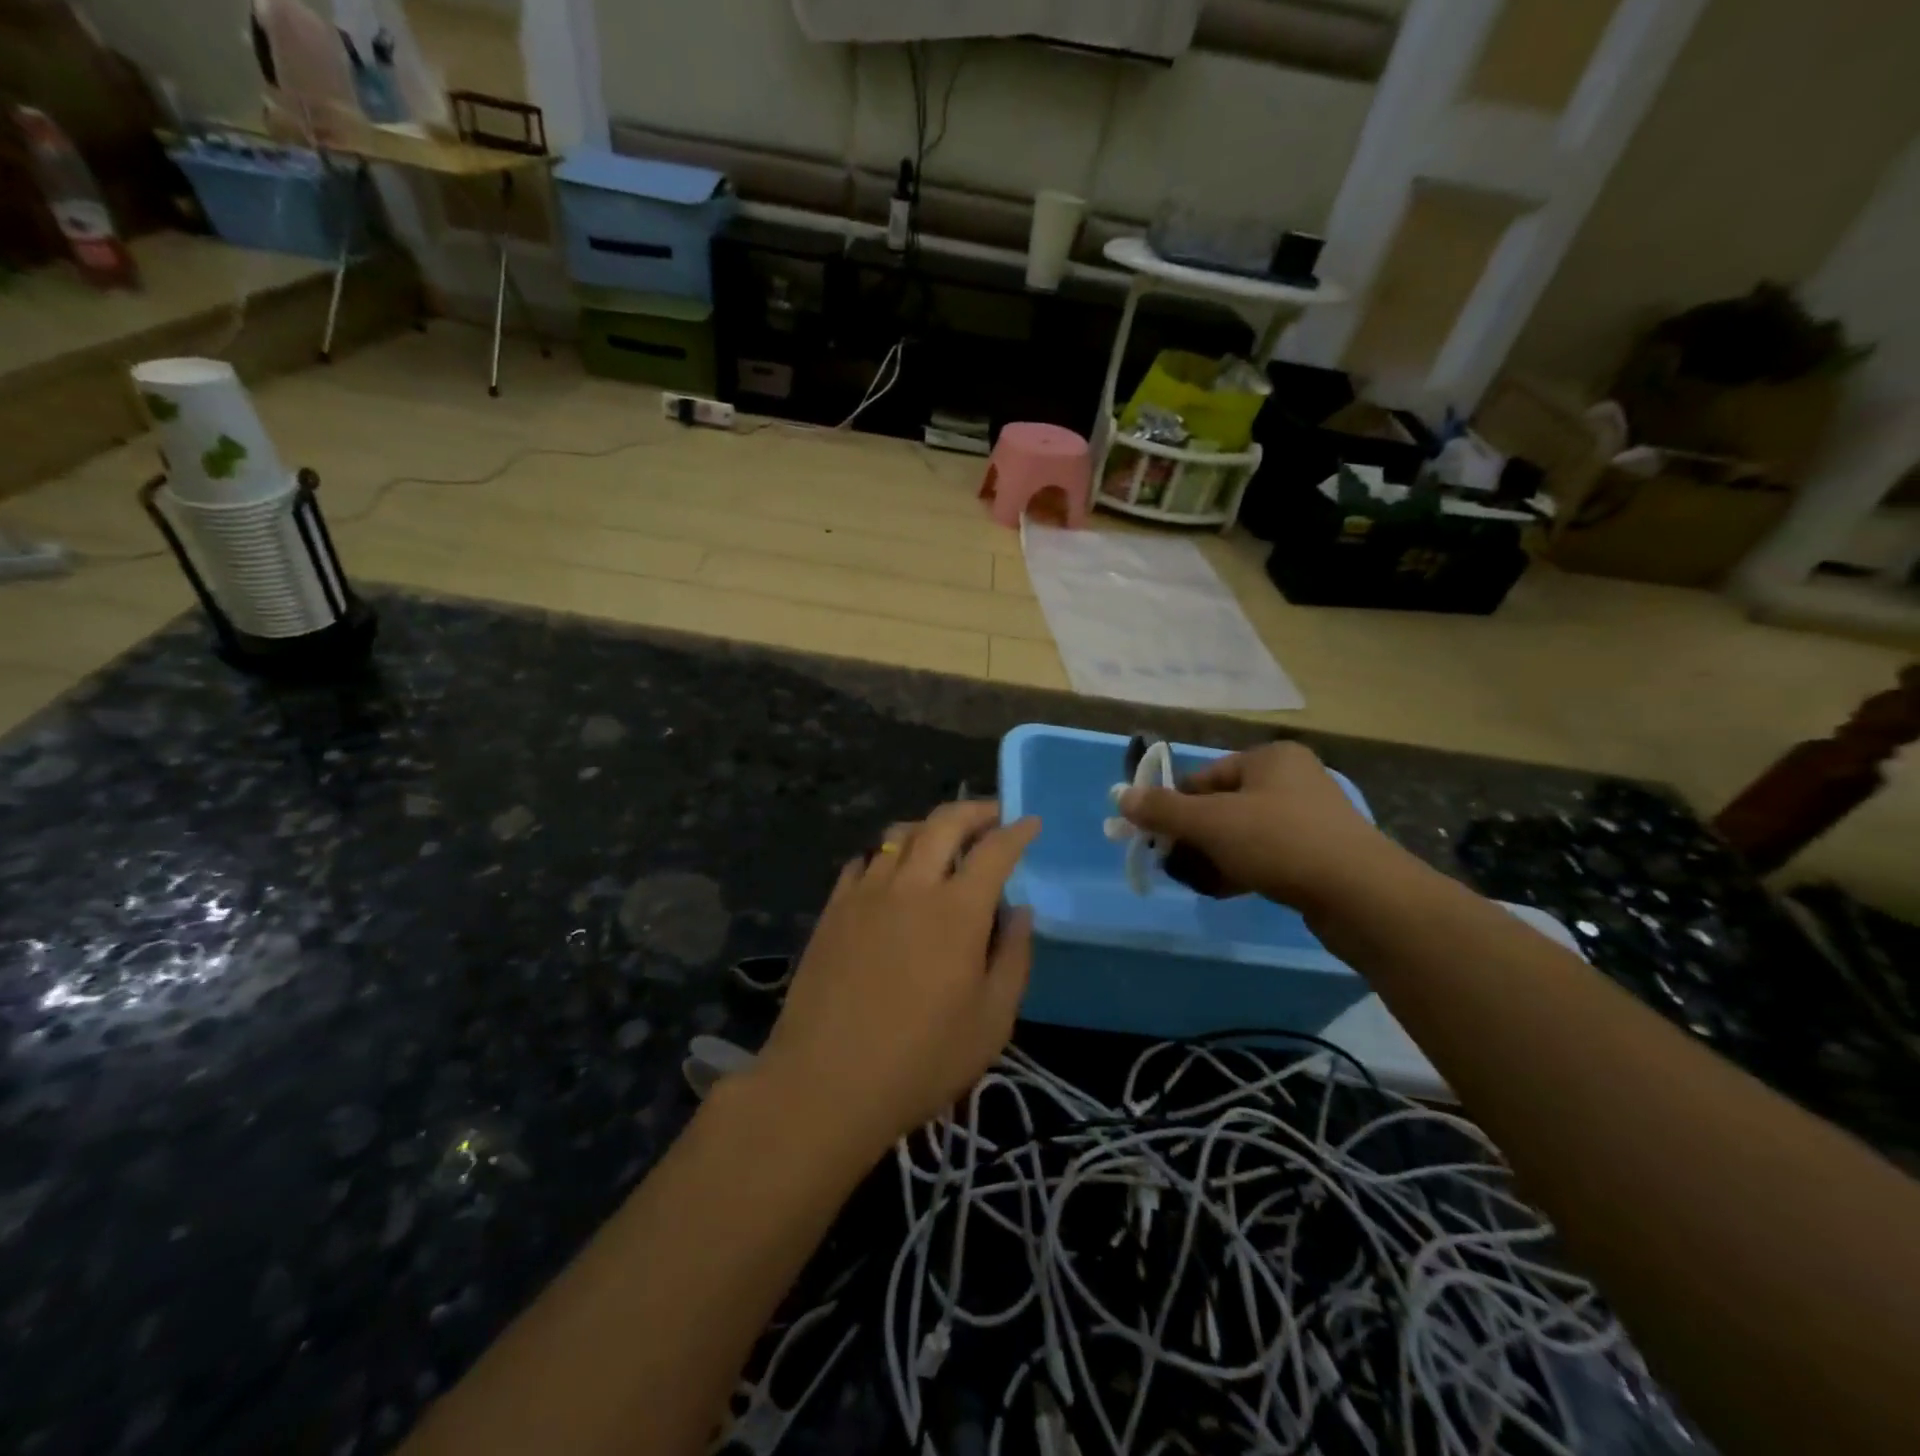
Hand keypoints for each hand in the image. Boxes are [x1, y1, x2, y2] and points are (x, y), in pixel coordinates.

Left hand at [755, 802, 1039, 1154]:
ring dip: (929, 825)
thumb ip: (1012, 957)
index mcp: (957, 910)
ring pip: (899, 834)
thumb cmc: (921, 1059)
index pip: (994, 851)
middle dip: (974, 810)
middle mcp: (911, 886)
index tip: (1030, 822)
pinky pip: (863, 861)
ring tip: (943, 837)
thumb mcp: (991, 1021)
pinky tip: (892, 869)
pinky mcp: (833, 909)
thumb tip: (1019, 911)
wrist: (826, 1082)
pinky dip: (887, 853)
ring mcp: (866, 893)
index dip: (1017, 831)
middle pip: (943, 823)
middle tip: (992, 814)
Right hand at [1120, 741, 1396, 912]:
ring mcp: (1308, 820)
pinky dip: (1239, 870)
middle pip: (1220, 806)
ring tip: (1192, 881)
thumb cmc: (1280, 842)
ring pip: (1241, 835)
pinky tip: (1220, 891)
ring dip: (1211, 857)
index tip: (1153, 837)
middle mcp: (1290, 781)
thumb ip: (1163, 810)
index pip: (1203, 777)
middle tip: (1169, 863)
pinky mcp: (1318, 856)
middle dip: (1191, 836)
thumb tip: (1121, 798)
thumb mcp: (1212, 823)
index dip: (1173, 806)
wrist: (1363, 897)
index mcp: (1270, 759)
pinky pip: (1265, 856)